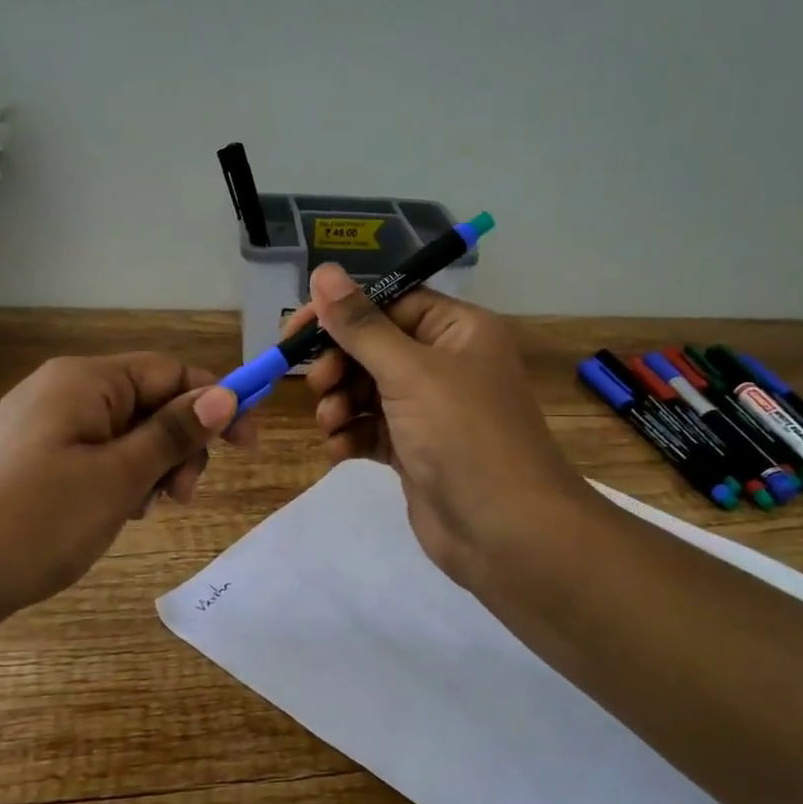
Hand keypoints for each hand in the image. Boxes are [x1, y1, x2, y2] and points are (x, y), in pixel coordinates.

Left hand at [0, 353, 254, 635]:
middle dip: (178, 445)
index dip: (216, 401)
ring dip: (150, 467)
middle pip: (149, 402)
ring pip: (124, 433)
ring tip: (142, 511)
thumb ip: (174, 433)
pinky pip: (93, 454)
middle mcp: (63, 390)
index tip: (248, 445)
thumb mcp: (118, 477)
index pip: (171, 371)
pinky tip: (113, 514)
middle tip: (181, 497)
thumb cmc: (34, 521)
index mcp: (85, 381)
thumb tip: (224, 395)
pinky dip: (117, 479)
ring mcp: (42, 424)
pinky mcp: (29, 457)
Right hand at [295, 263, 596, 596]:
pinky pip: (373, 430)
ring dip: (341, 403)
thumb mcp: (409, 372)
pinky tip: (340, 451)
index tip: (296, 331)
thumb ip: (360, 325)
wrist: (505, 532)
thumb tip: (323, 271)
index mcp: (458, 331)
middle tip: (317, 385)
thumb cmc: (462, 435)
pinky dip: (352, 436)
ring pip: (368, 391)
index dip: (342, 314)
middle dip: (340, 365)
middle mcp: (447, 364)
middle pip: (375, 348)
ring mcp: (431, 411)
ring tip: (331, 423)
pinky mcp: (417, 451)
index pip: (391, 303)